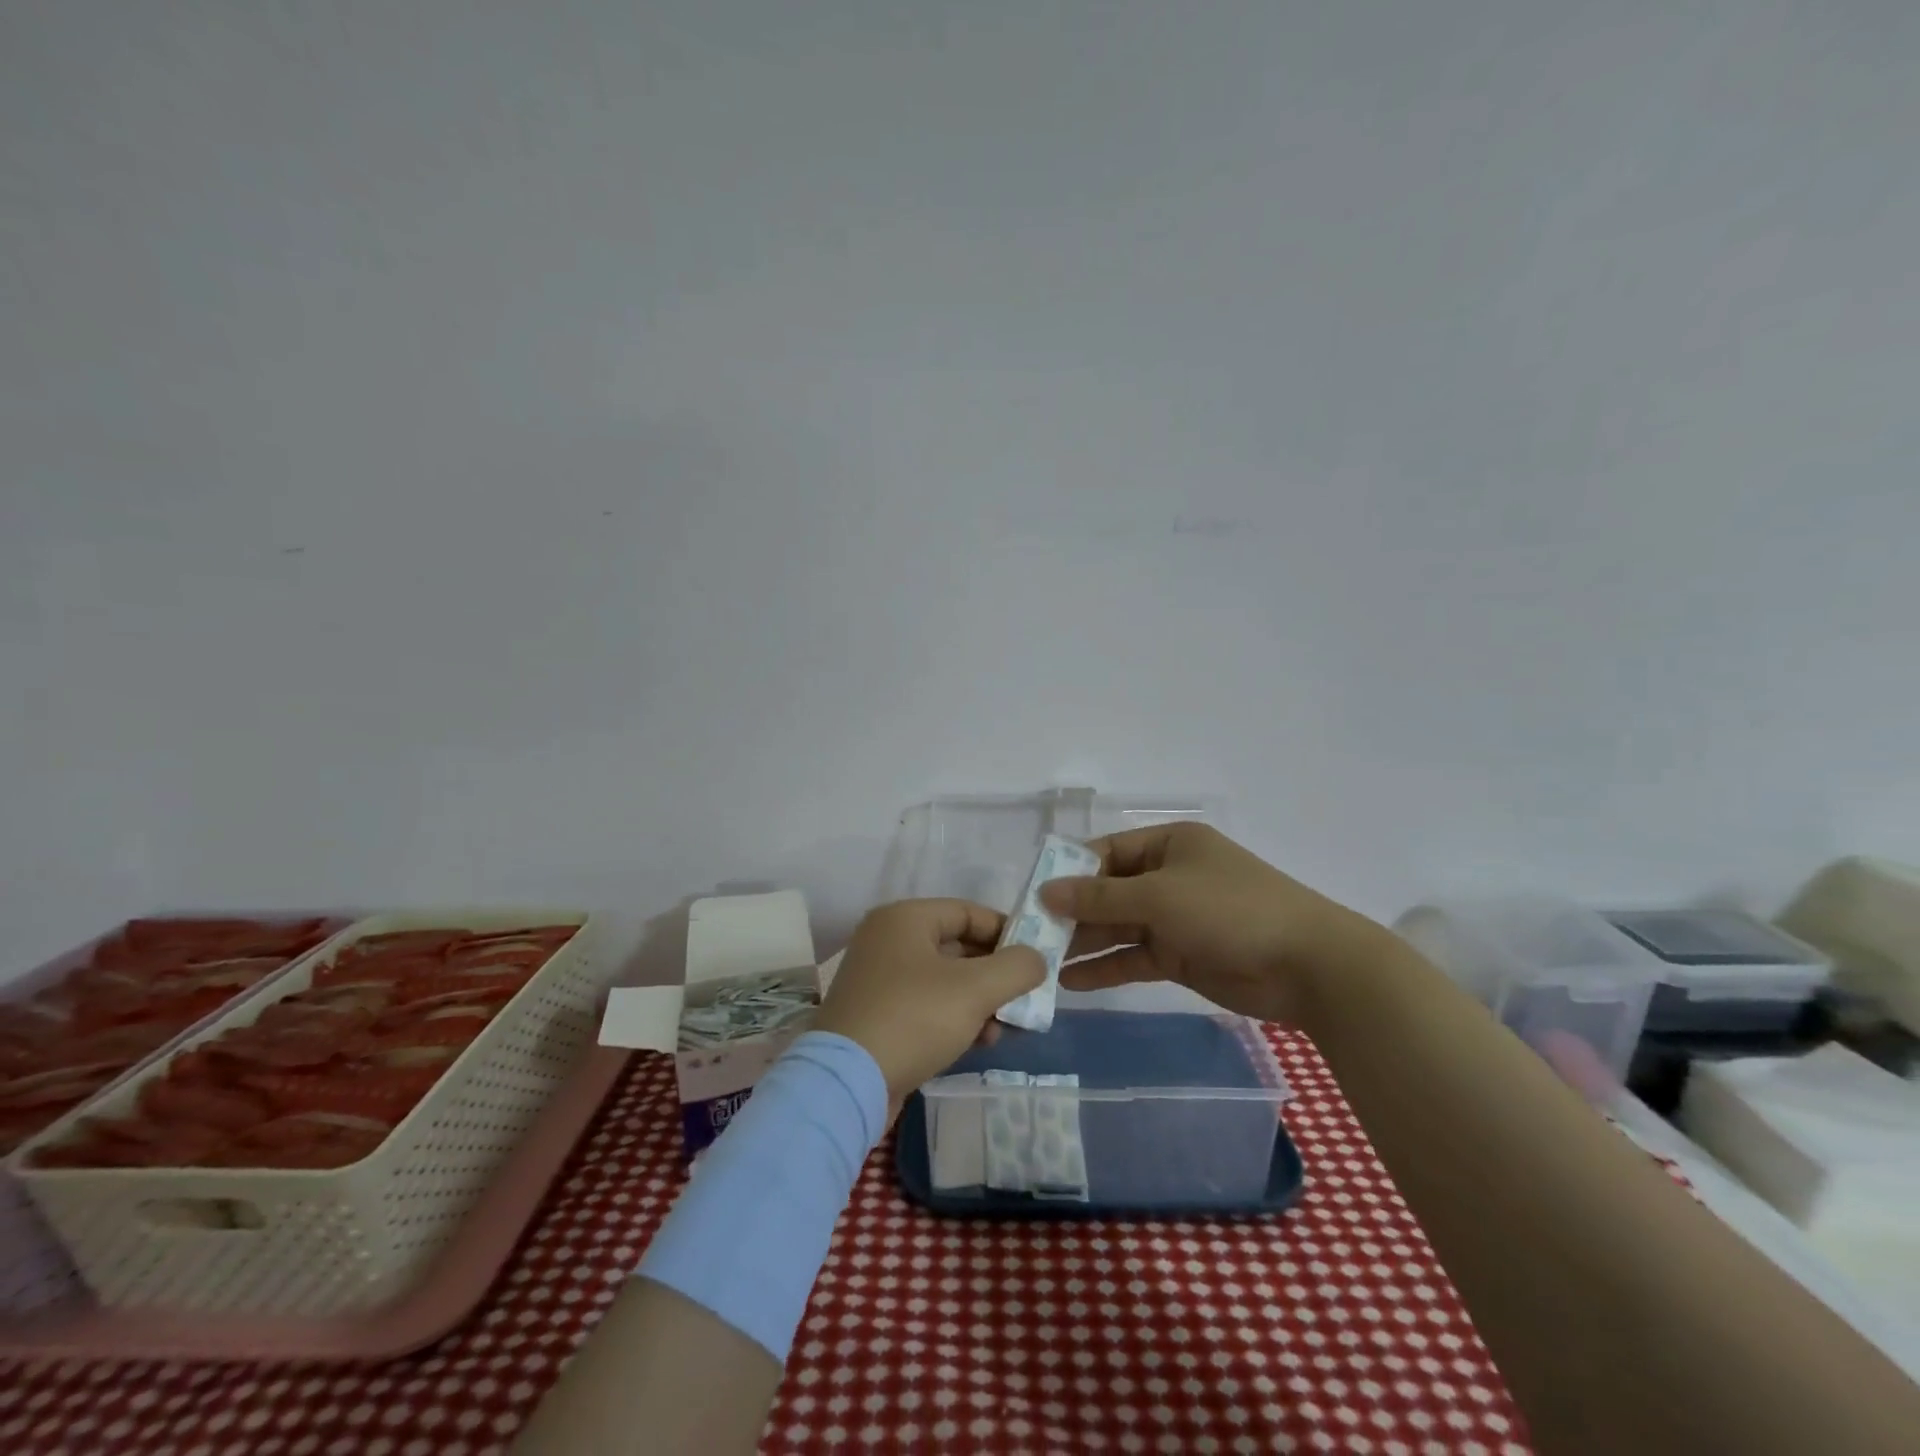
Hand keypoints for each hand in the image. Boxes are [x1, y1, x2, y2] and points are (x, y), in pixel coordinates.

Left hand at [813, 899, 1043, 1114]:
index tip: (1036, 959)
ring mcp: (880, 980)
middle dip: (995, 974)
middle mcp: (888, 940)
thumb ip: (1016, 967)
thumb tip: (1036, 959)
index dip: (1007, 932)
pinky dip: (956, 1018)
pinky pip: (928, 1006)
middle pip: (958, 947)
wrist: (847, 1083)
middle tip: (1025, 997)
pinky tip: (981, 1042)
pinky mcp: (878, 1016)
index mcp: (904, 919)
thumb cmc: (913, 1018)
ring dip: (980, 1001)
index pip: (968, 912)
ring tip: (1006, 1028)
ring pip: (946, 981)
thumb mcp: (975, 989)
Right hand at [1041, 821, 1380, 1025]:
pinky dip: (1106, 968)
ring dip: (1084, 942)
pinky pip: (1134, 957)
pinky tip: (1071, 982)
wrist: (1306, 965)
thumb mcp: (1159, 896)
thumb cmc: (1229, 910)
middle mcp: (1168, 877)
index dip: (1070, 871)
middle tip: (1030, 934)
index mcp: (1168, 845)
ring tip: (1041, 961)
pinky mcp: (1181, 955)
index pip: (1106, 852)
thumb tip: (1045, 891)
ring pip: (1118, 927)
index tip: (1032, 894)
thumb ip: (1100, 897)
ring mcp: (1175, 918)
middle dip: (1072, 912)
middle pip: (1109, 892)